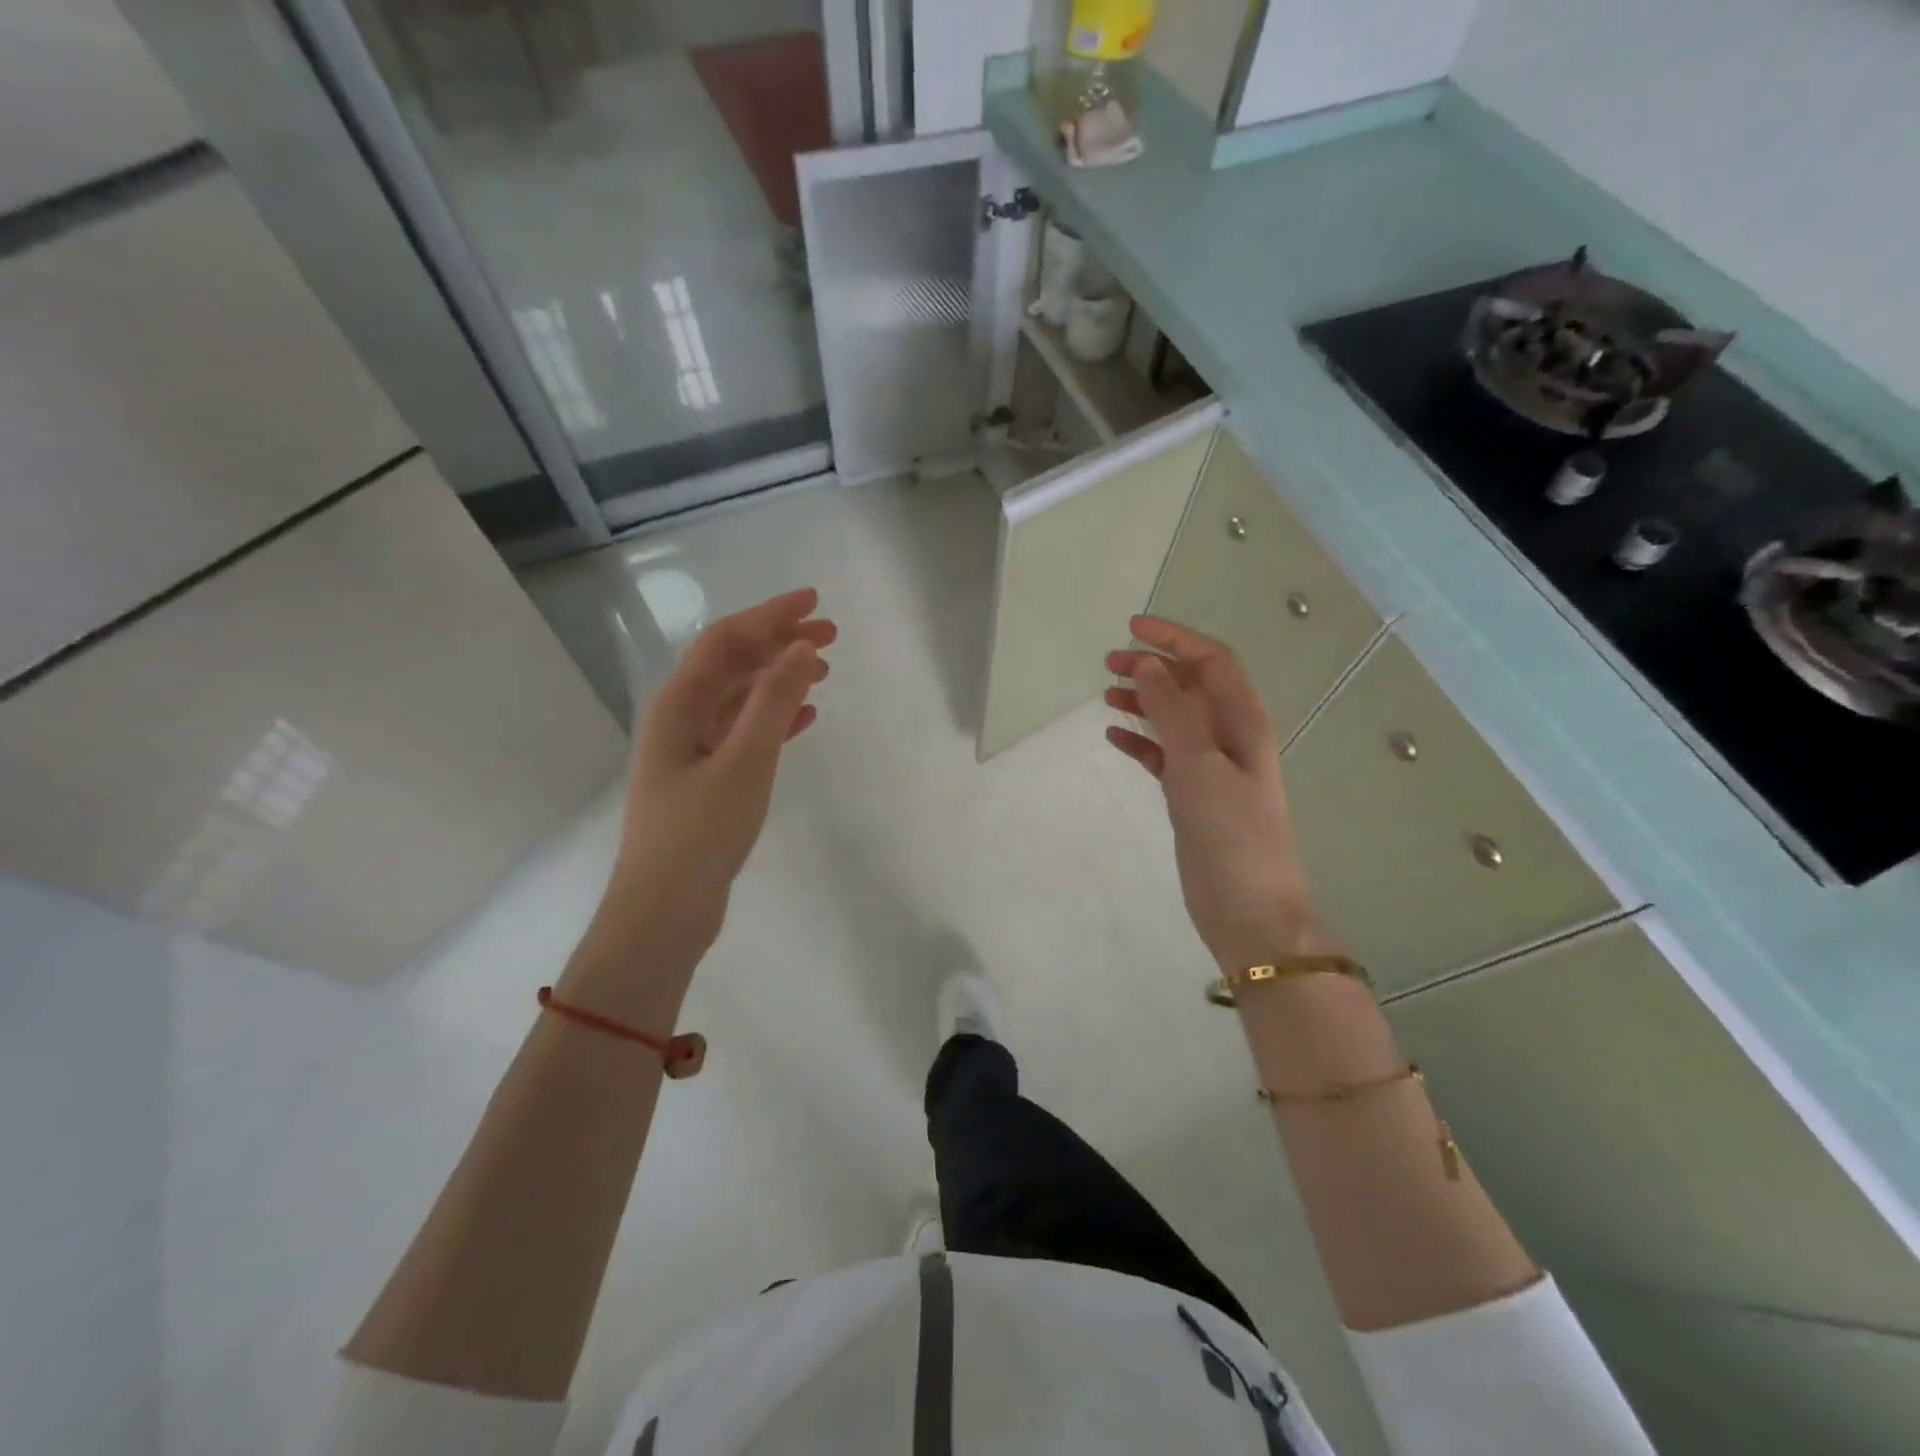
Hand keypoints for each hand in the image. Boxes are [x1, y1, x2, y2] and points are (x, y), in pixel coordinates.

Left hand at [608, 588, 835, 957]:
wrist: (664, 910)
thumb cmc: (699, 833)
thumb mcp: (744, 762)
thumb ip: (773, 702)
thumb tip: (802, 648)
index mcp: (678, 705)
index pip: (726, 641)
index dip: (770, 616)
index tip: (814, 603)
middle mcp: (681, 719)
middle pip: (734, 664)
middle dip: (779, 643)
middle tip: (831, 635)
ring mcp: (693, 750)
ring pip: (741, 698)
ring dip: (781, 679)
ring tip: (824, 671)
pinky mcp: (708, 779)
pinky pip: (746, 732)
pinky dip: (776, 718)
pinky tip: (806, 717)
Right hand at [1105, 617, 1328, 970]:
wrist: (1248, 908)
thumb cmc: (1231, 831)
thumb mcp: (1199, 763)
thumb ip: (1171, 711)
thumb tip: (1145, 664)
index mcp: (1243, 721)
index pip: (1212, 661)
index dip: (1175, 639)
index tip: (1132, 628)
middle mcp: (1229, 737)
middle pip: (1191, 686)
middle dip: (1153, 668)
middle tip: (1108, 664)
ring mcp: (1210, 768)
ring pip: (1174, 719)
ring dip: (1143, 702)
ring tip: (1106, 695)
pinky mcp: (1192, 796)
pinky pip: (1162, 756)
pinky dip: (1140, 742)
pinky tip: (1114, 737)